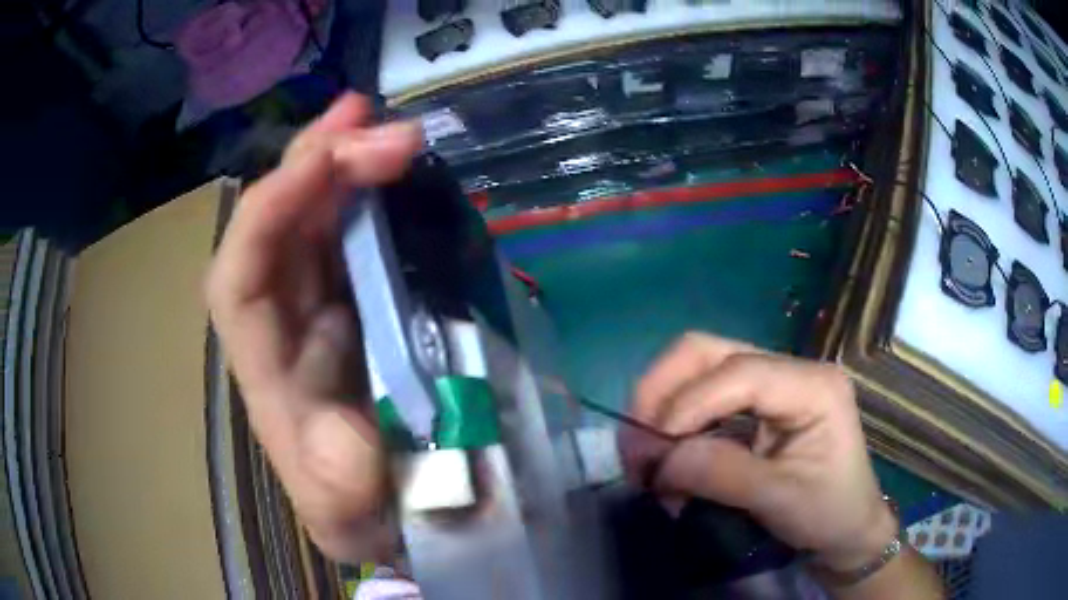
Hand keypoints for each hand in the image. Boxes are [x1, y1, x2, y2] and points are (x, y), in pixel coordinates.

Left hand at [205, 93, 421, 560]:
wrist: (401, 514)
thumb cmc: (373, 516)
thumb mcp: (351, 520)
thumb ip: (338, 494)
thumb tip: (348, 436)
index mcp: (271, 381)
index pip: (239, 280)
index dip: (271, 212)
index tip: (331, 161)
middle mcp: (285, 331)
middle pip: (275, 231)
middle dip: (315, 165)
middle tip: (373, 119)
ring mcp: (324, 311)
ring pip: (313, 223)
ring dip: (343, 165)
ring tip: (382, 124)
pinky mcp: (363, 305)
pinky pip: (356, 238)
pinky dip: (373, 197)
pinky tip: (397, 170)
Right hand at [623, 332, 896, 571]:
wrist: (848, 529)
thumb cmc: (829, 513)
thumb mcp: (781, 499)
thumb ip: (723, 474)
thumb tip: (660, 460)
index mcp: (813, 384)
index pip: (737, 373)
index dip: (687, 406)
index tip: (652, 455)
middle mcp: (790, 369)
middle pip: (708, 352)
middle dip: (661, 393)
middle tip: (635, 444)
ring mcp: (772, 383)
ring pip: (698, 369)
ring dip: (662, 408)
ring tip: (646, 457)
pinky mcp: (756, 404)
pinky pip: (702, 398)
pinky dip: (675, 425)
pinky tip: (669, 459)